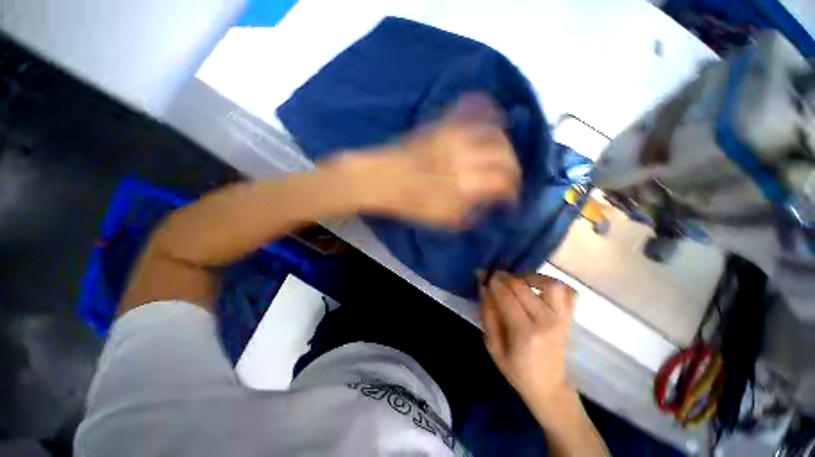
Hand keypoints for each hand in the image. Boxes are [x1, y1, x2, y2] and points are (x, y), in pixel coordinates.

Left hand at [334, 94, 520, 228]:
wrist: (382, 179)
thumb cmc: (410, 204)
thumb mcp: (443, 220)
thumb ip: (471, 214)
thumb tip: (488, 205)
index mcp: (465, 184)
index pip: (504, 182)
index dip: (513, 193)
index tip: (509, 201)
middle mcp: (465, 155)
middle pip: (505, 155)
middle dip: (514, 170)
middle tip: (508, 180)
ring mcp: (454, 135)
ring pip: (495, 131)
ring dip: (505, 145)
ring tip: (501, 156)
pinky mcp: (443, 123)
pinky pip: (473, 108)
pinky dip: (489, 112)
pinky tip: (492, 122)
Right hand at [480, 271, 577, 420]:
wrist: (549, 388)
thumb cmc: (516, 371)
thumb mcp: (493, 347)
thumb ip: (488, 315)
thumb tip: (484, 287)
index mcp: (525, 333)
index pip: (506, 296)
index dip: (492, 282)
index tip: (483, 274)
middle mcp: (547, 321)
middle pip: (523, 286)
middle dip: (504, 277)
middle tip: (495, 277)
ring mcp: (562, 318)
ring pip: (549, 283)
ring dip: (531, 277)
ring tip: (518, 281)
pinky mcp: (570, 318)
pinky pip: (569, 292)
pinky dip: (555, 285)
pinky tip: (540, 288)